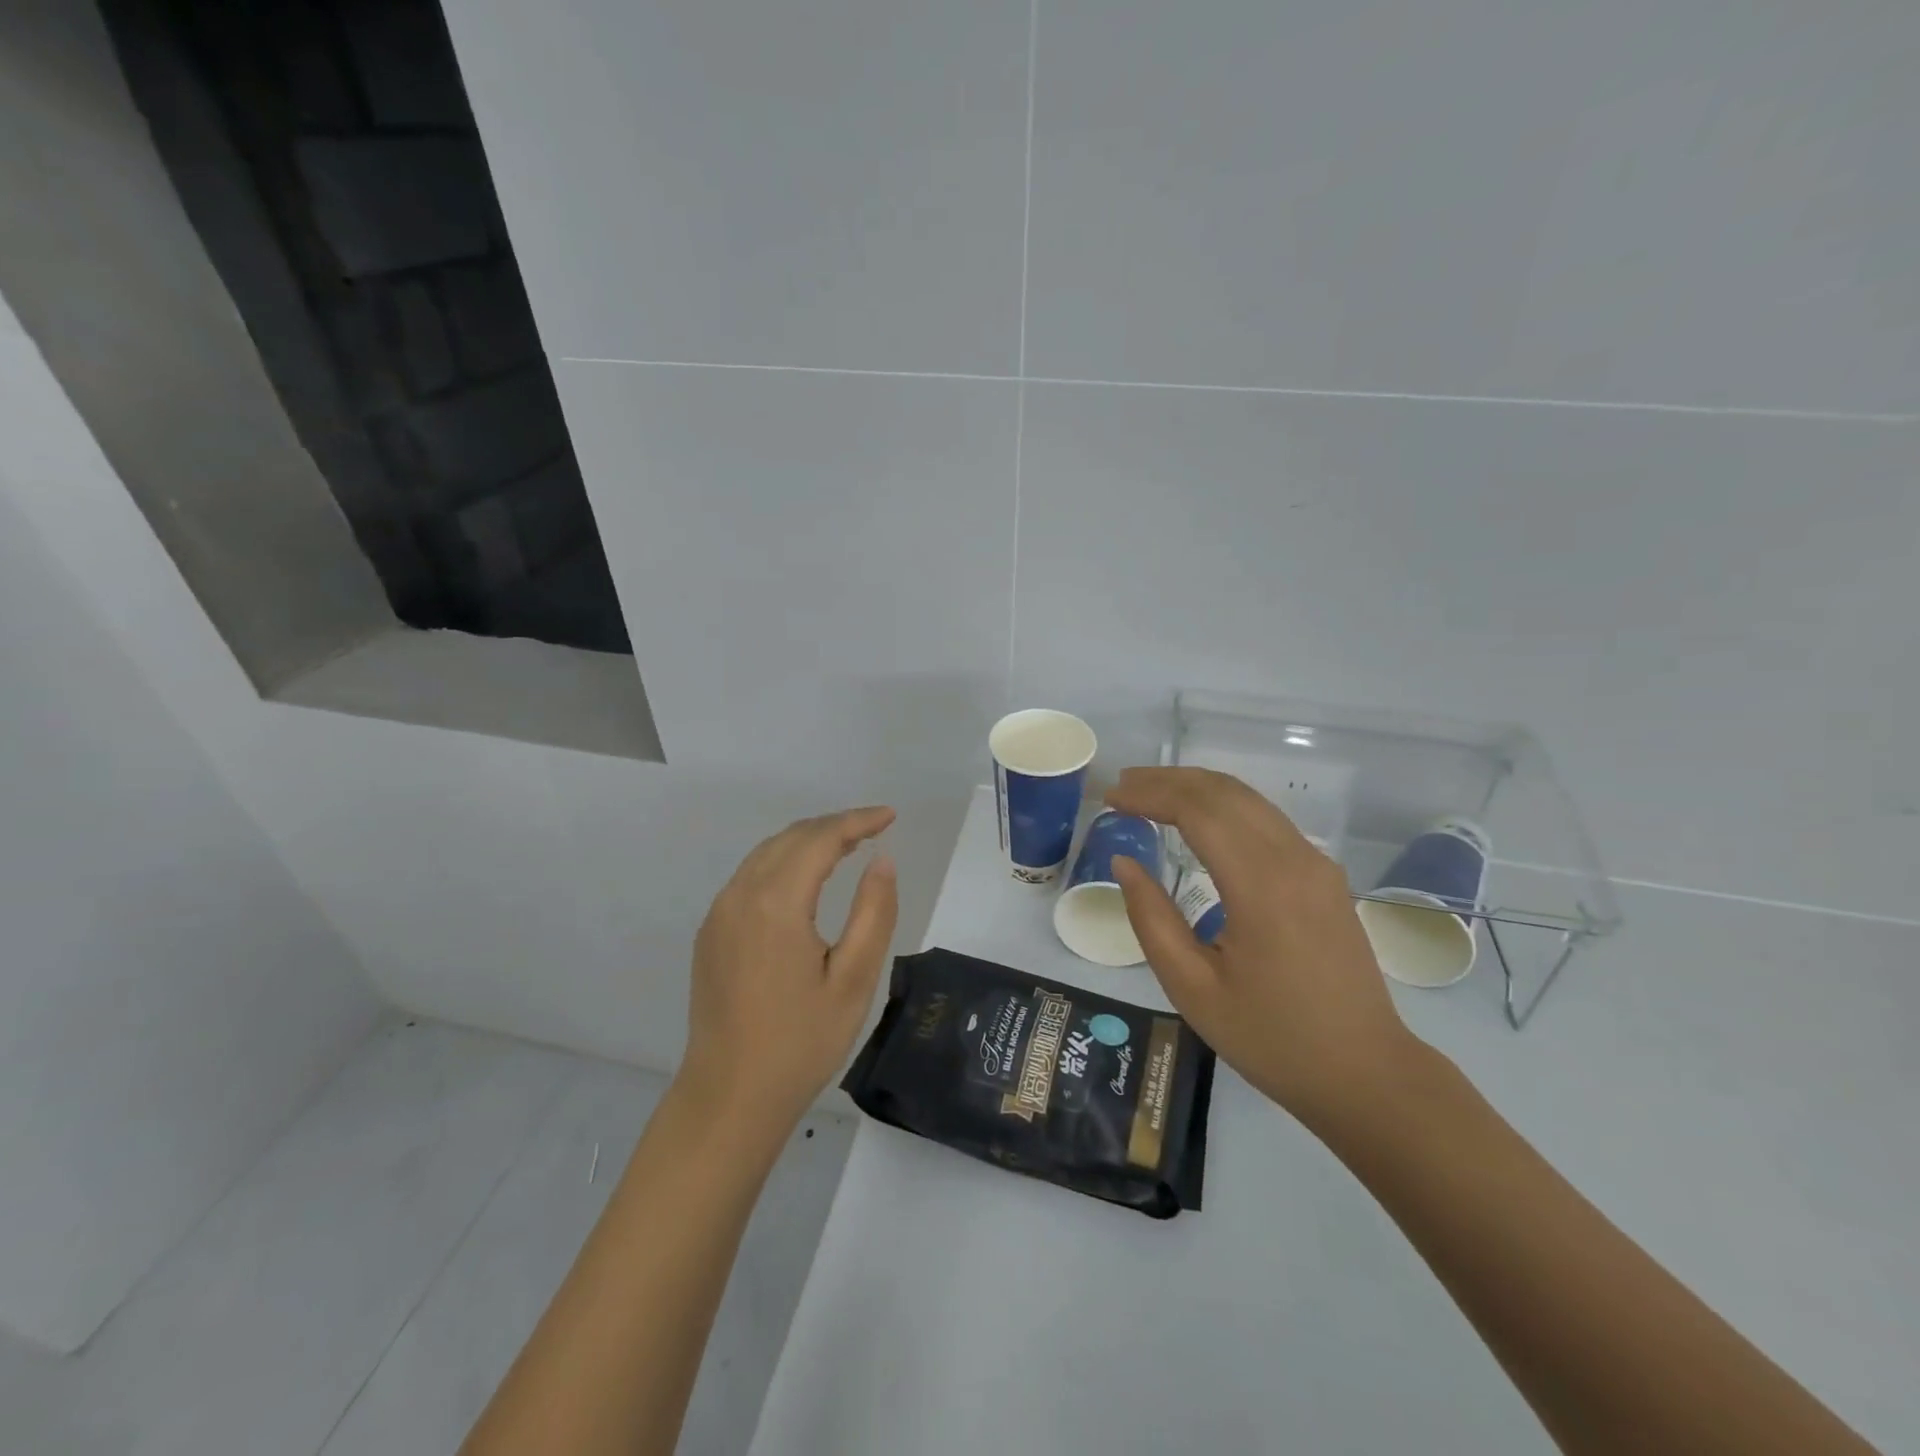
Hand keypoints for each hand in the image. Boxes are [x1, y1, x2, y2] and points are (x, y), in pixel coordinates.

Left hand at [679, 807, 898, 1131]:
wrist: (730, 1097)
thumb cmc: (801, 1042)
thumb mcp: (854, 980)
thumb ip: (874, 912)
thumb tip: (882, 860)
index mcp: (776, 903)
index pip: (820, 839)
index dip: (857, 821)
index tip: (890, 816)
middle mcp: (740, 896)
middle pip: (791, 838)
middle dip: (834, 825)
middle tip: (874, 829)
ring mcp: (719, 914)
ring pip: (766, 853)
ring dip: (808, 841)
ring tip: (847, 846)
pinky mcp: (711, 933)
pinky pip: (750, 876)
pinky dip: (784, 862)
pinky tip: (806, 880)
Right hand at [1107, 768, 1421, 1128]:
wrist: (1366, 1073)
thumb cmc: (1271, 1038)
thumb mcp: (1192, 988)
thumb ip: (1151, 918)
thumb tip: (1125, 861)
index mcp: (1261, 886)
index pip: (1198, 811)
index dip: (1149, 796)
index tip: (1109, 799)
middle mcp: (1294, 859)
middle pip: (1224, 793)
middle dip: (1168, 781)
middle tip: (1122, 786)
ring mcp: (1316, 864)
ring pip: (1249, 799)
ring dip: (1196, 788)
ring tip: (1150, 792)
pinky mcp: (1324, 876)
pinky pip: (1267, 820)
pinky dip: (1224, 805)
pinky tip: (1198, 819)